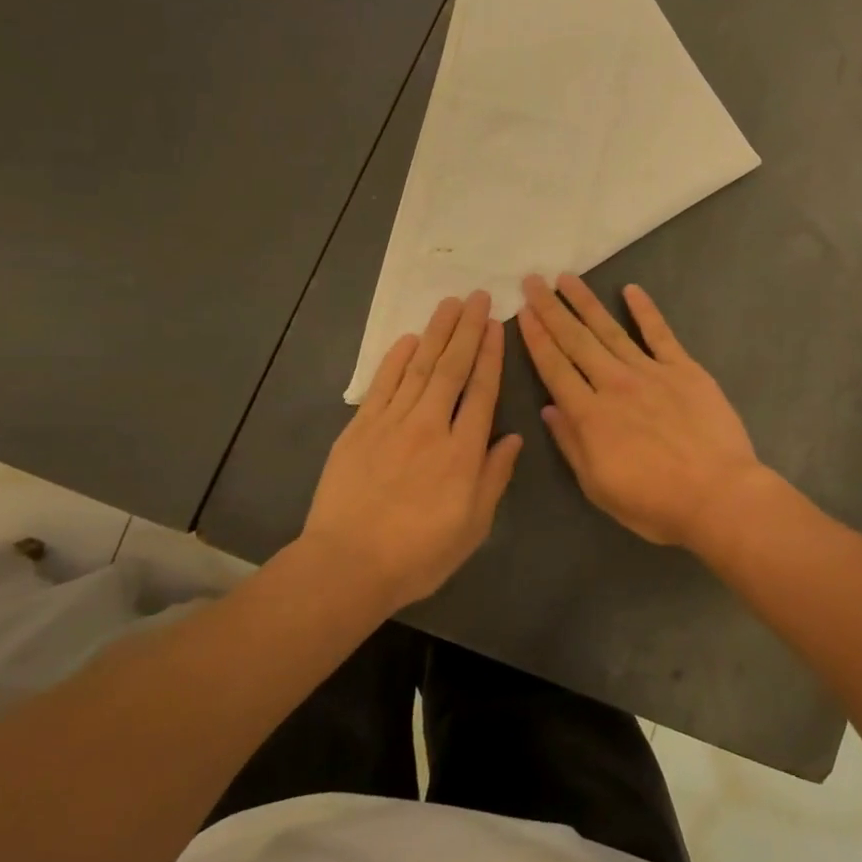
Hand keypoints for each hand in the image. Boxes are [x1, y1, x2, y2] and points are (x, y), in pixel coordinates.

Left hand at [305, 292, 522, 607]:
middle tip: (478, 296)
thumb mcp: (473, 526)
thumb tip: (513, 437)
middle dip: (468, 330)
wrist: (348, 565)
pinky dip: (395, 359)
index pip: (482, 391)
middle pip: (452, 368)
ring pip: (419, 367)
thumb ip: (494, 477)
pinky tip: (408, 338)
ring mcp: (391, 424)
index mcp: (463, 452)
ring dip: (436, 332)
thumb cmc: (419, 554)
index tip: (497, 324)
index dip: (491, 355)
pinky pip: (382, 385)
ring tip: (449, 303)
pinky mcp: (360, 428)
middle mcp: (430, 426)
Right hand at [516, 273, 771, 549]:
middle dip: (551, 310)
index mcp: (590, 415)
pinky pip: (660, 334)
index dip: (536, 338)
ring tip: (566, 278)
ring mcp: (651, 372)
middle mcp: (614, 384)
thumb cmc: (655, 503)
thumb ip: (572, 444)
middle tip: (533, 281)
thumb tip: (549, 409)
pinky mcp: (685, 369)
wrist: (718, 495)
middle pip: (576, 341)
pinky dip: (645, 310)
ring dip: (586, 302)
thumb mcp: (599, 487)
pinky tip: (631, 289)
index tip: (523, 312)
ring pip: (610, 330)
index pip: (555, 368)